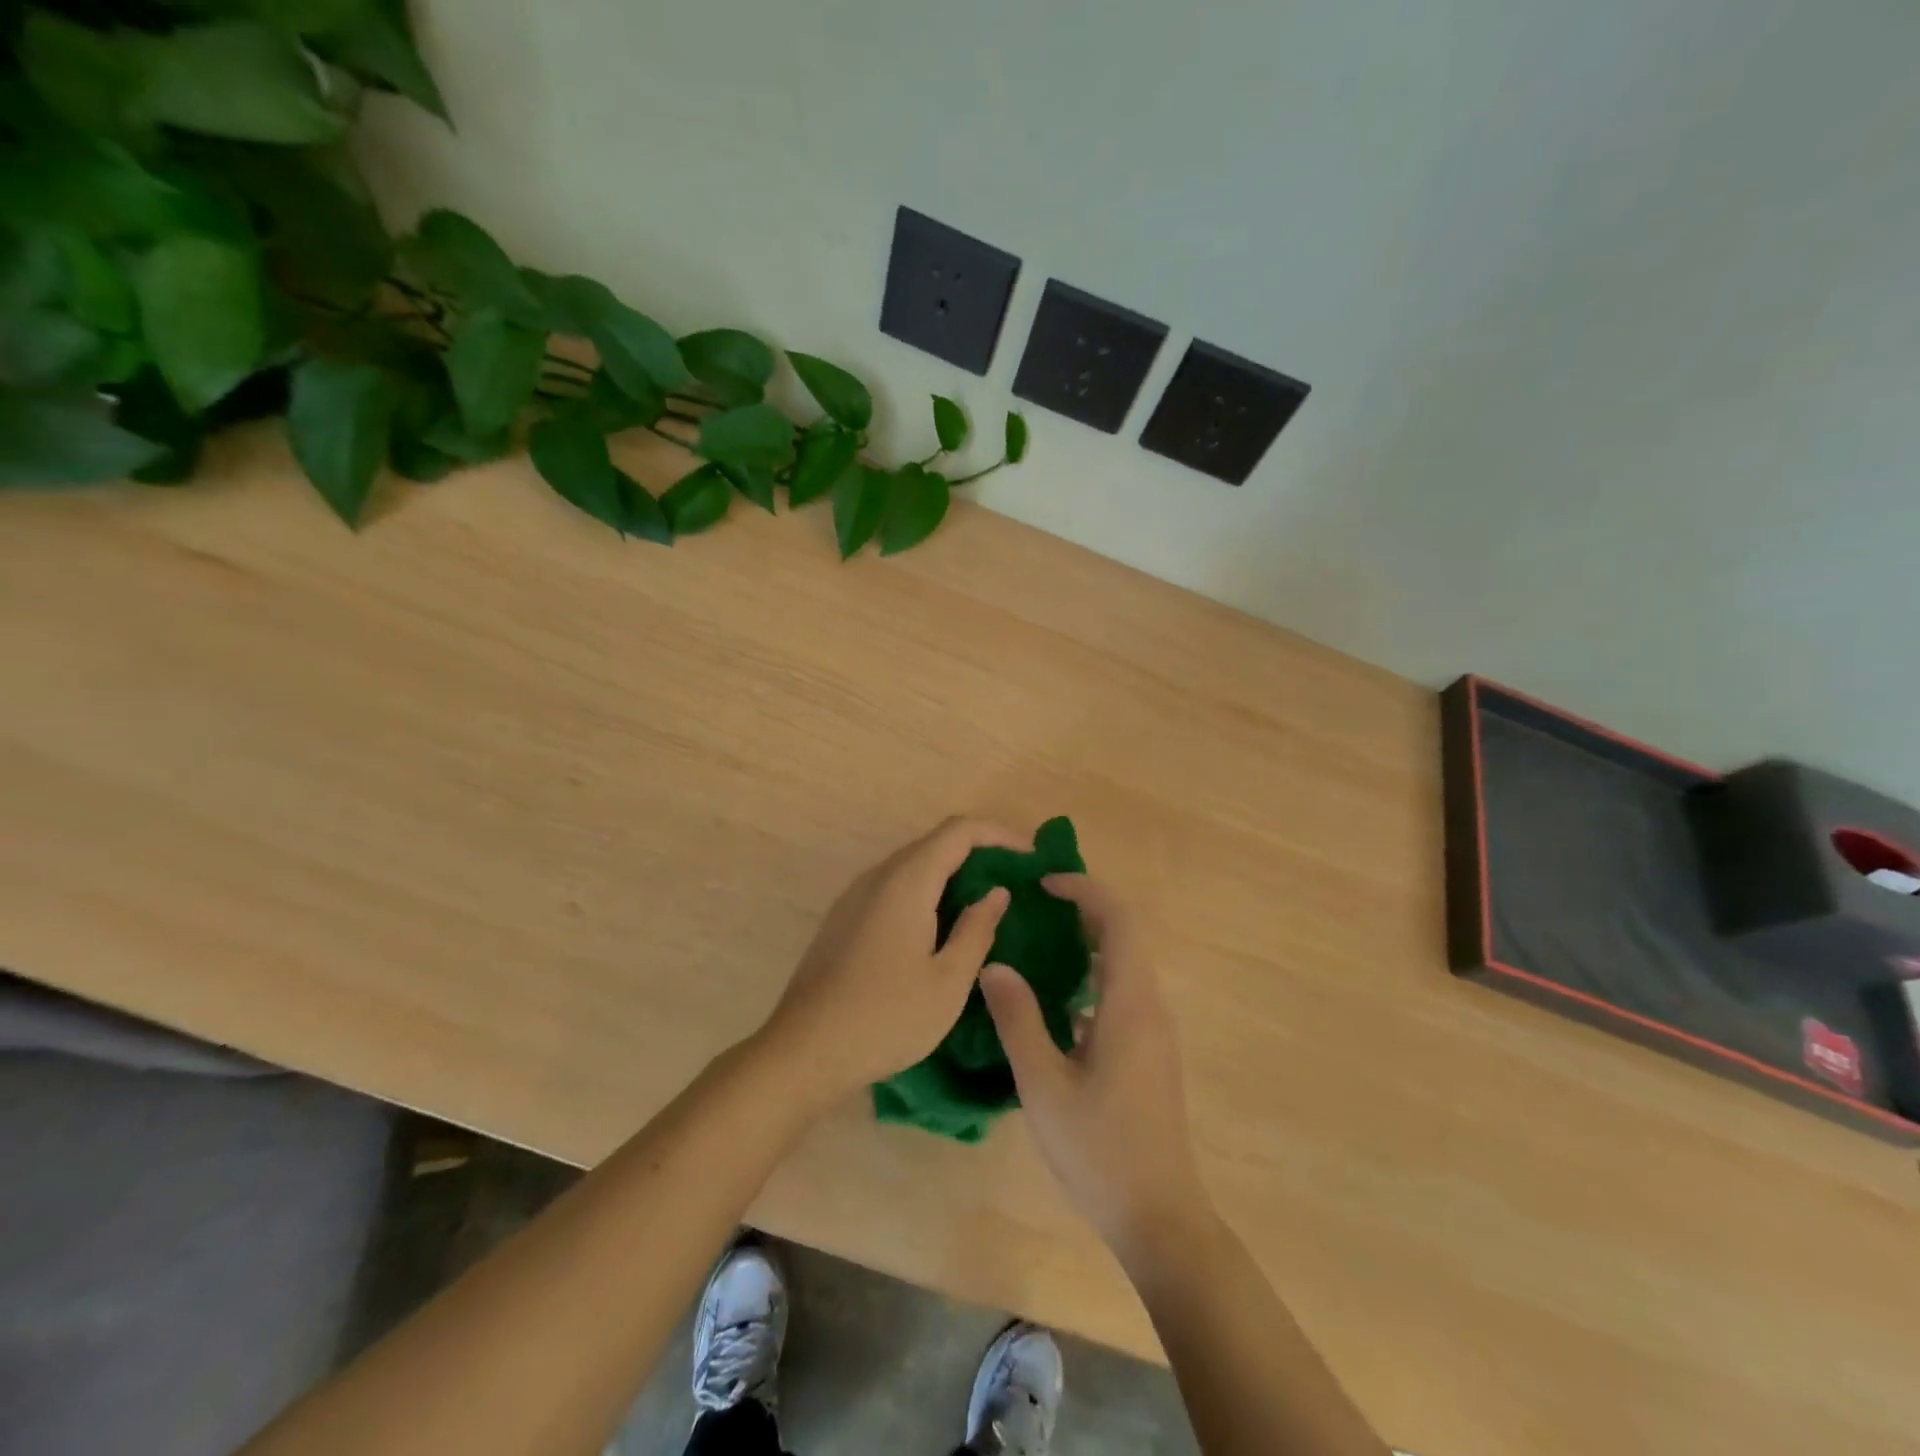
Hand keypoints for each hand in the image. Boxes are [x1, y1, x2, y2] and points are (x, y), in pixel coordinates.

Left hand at [761, 816, 1025, 1105]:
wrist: (803, 1051)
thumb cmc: (885, 1018)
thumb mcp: (947, 982)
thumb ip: (977, 930)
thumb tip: (995, 892)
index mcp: (906, 882)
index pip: (959, 831)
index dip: (999, 834)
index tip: (1032, 856)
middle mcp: (878, 876)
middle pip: (935, 843)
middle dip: (979, 852)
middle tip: (1015, 880)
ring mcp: (855, 896)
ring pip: (913, 865)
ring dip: (952, 873)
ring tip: (985, 901)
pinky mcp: (844, 918)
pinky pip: (894, 886)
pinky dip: (927, 891)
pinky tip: (941, 925)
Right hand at [980, 874, 1210, 1263]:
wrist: (1158, 1217)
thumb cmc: (1098, 1150)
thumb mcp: (1043, 1084)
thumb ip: (1018, 1019)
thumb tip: (995, 966)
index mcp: (1130, 1004)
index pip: (1119, 921)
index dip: (1086, 890)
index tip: (1045, 883)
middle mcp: (1150, 1007)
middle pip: (1125, 935)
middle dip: (1085, 909)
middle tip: (1036, 905)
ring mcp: (1154, 1031)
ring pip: (1126, 964)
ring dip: (1089, 941)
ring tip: (1040, 941)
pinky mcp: (1150, 1052)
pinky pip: (1124, 992)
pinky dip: (1094, 975)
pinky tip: (1057, 1000)